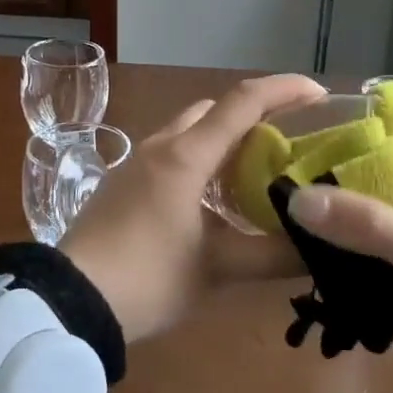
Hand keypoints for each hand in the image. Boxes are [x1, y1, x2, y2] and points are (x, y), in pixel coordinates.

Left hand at [60, 75, 324, 341]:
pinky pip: (171, 154)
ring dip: (225, 140)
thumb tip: (321, 250)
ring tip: (258, 171)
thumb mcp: (216, 269)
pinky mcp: (123, 184)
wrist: (70, 302)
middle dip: (254, 116)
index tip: (322, 94)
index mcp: (185, 156)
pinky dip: (201, 160)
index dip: (285, 90)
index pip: (242, 103)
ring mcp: (136, 164)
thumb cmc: (147, 279)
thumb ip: (272, 256)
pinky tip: (215, 198)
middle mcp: (160, 147)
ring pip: (190, 132)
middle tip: (290, 142)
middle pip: (214, 111)